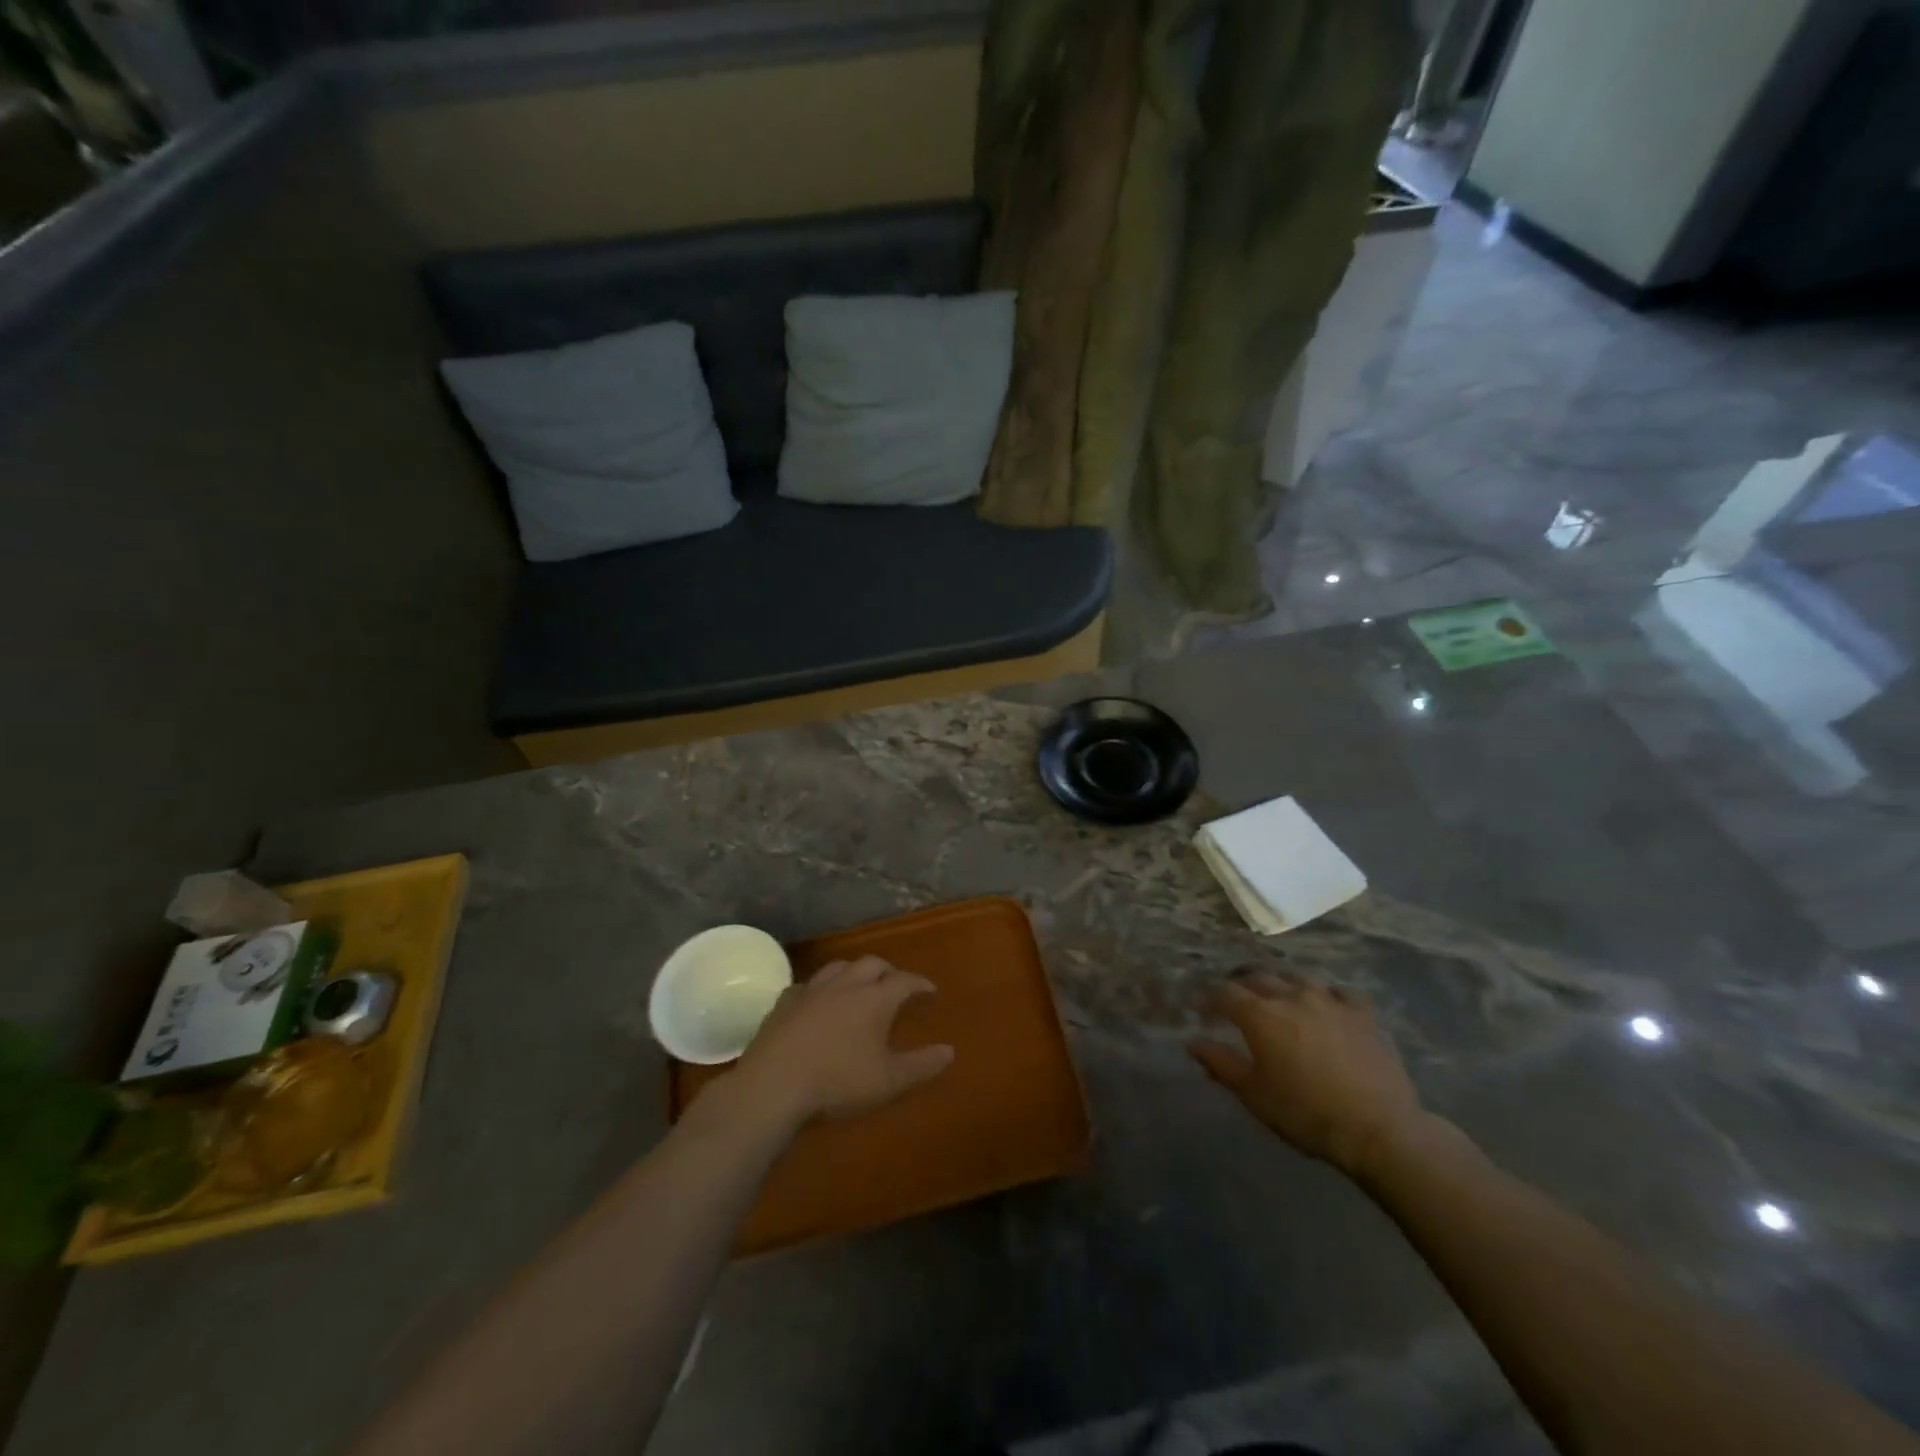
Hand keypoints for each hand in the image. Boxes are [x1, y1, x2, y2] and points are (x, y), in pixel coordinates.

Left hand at [727, 957, 954, 1128]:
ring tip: (859, 984)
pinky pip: (808, 984)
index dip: (919, 983)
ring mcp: (812, 990)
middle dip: (888, 971)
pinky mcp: (785, 1002)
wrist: (774, 1085)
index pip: (904, 981)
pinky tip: (818, 1000)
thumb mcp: (888, 1081)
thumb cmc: (838, 1082)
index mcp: (875, 999)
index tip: (930, 989)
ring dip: (854, 971)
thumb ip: (921, 1065)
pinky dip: (821, 988)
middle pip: (872, 964)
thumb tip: (950, 1051)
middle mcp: (846, 985)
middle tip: (895, 984)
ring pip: (839, 967)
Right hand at [1189, 975, 1425, 1178]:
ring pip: (1296, 979)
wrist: (1379, 1129)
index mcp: (1260, 1015)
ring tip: (1277, 999)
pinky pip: (1337, 992)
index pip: (1225, 993)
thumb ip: (1221, 1064)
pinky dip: (1324, 995)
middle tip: (1235, 1003)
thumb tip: (1193, 1042)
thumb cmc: (1306, 1114)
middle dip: (1241, 987)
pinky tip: (1325, 1007)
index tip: (1200, 1009)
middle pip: (1258, 978)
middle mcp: (1291, 996)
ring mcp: (1329, 1000)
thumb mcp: (1255, 1095)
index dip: (1209, 998)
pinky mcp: (1362, 1012)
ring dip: (1280, 985)